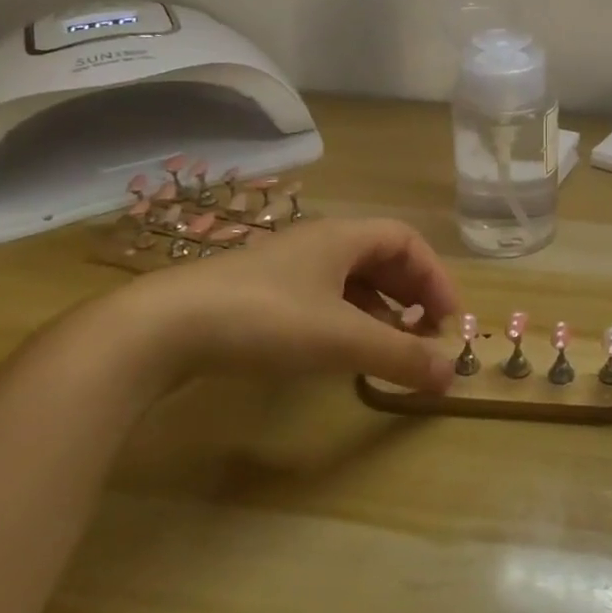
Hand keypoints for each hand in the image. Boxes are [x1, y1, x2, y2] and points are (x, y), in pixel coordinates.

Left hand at [99, 217, 460, 396]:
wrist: (160, 329)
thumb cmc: (266, 319)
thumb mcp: (342, 340)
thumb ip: (400, 356)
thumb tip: (451, 376)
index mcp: (342, 237)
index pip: (407, 242)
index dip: (435, 277)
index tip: (448, 319)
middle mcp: (317, 243)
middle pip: (381, 257)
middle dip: (411, 293)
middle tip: (426, 332)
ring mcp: (284, 268)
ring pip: (350, 279)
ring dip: (380, 308)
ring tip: (391, 344)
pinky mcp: (258, 294)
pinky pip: (321, 297)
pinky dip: (346, 318)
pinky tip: (341, 348)